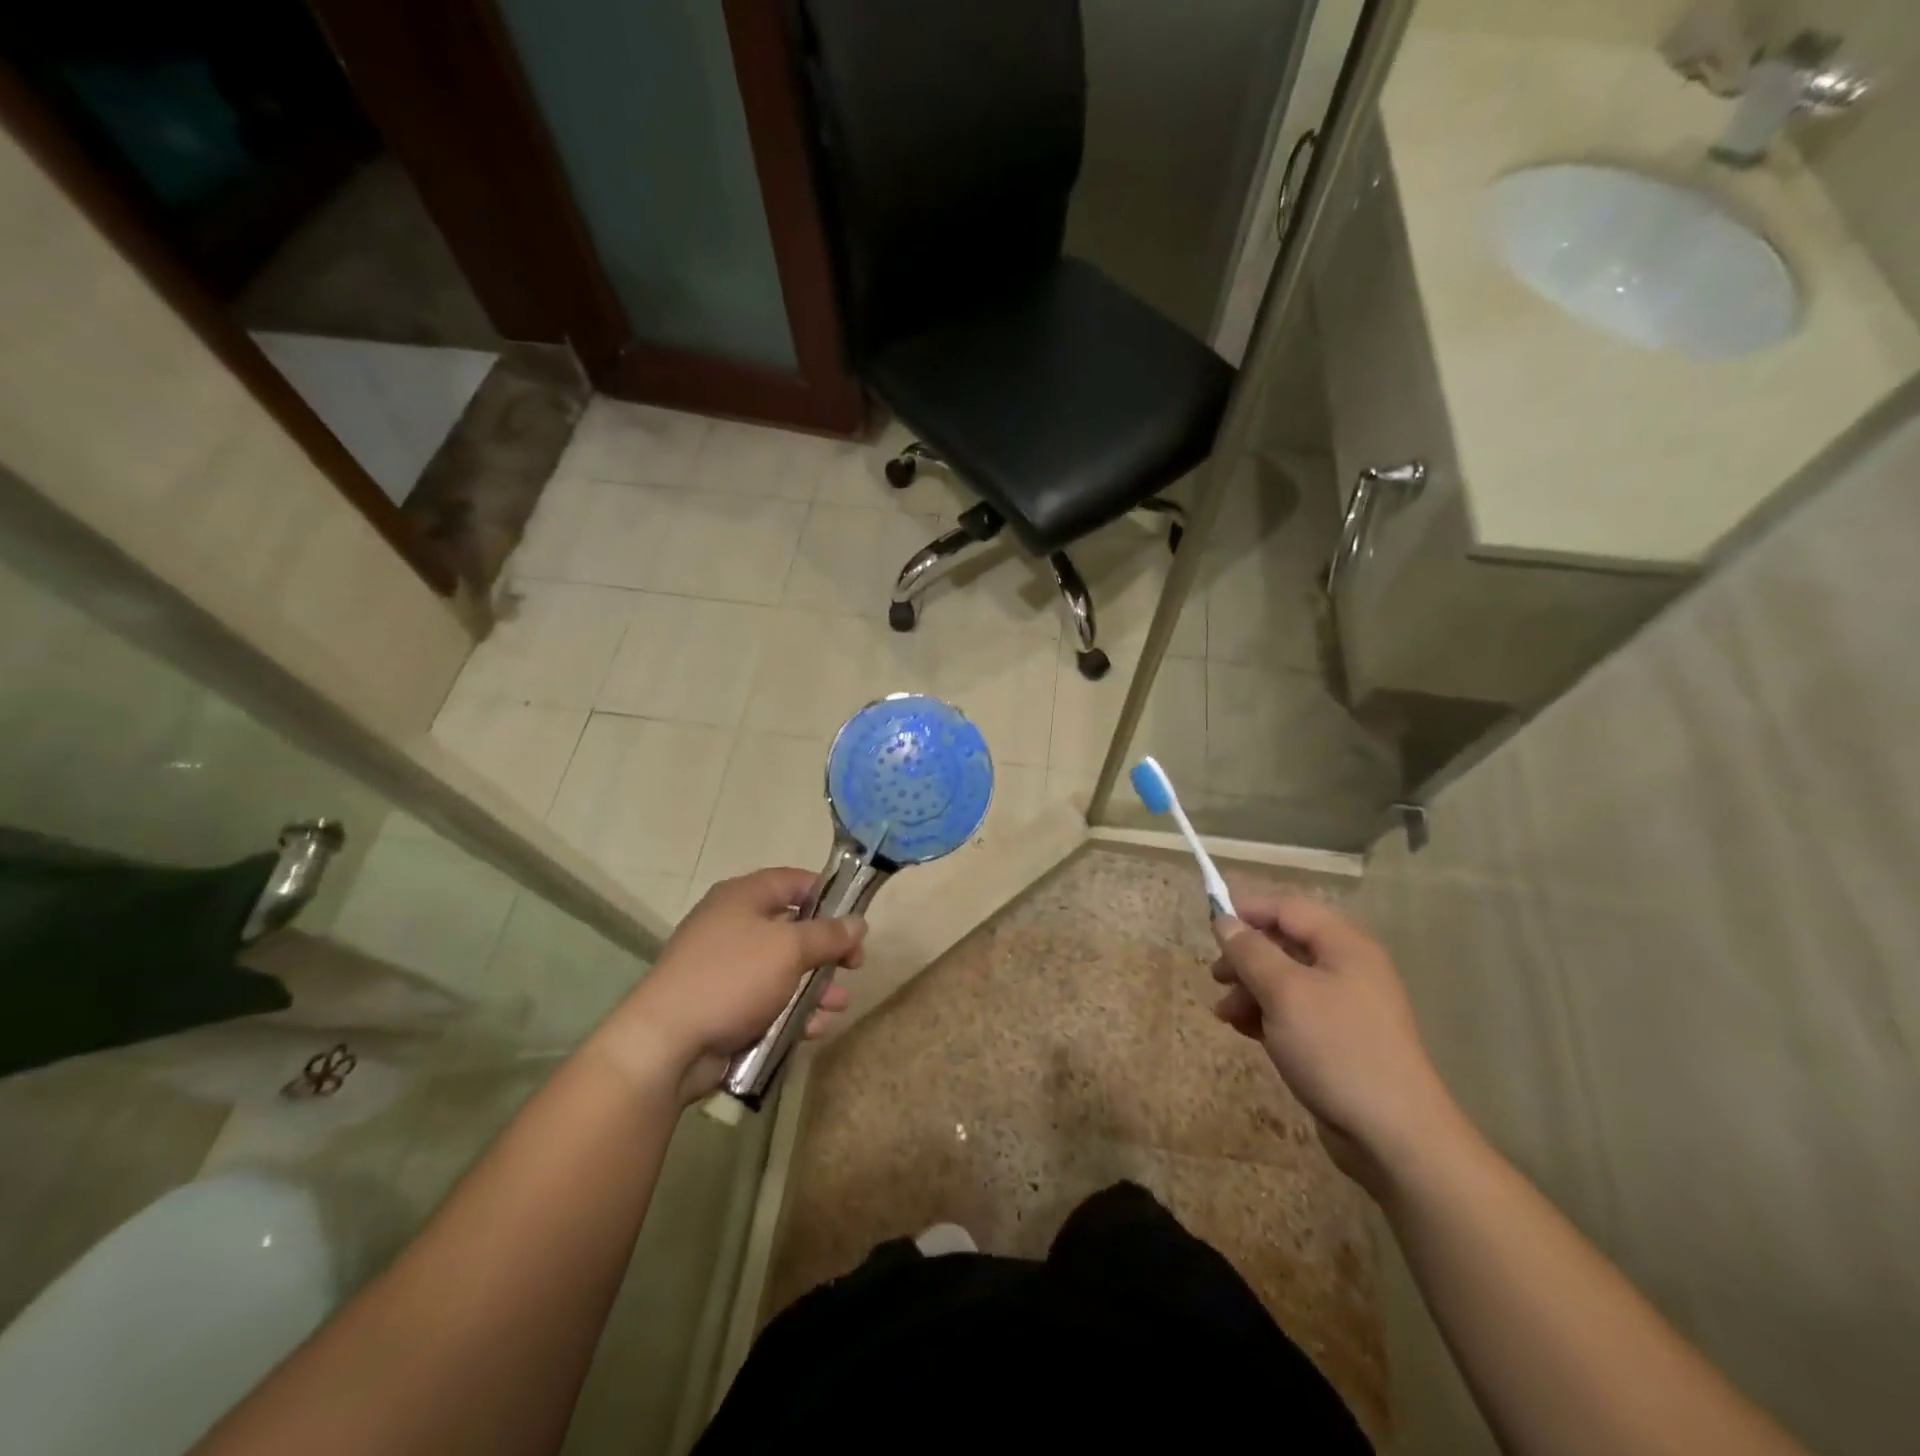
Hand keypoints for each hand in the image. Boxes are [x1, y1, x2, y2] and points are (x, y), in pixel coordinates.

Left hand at [595, 868, 865, 1104]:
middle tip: (853, 967)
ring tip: (836, 1006)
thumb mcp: (789, 949)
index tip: (855, 920)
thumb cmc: (732, 978)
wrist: (667, 1044)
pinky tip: (813, 1029)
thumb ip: (829, 934)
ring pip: (786, 969)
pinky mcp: (726, 1005)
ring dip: (816, 987)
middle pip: (794, 928)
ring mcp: (728, 968)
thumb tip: (858, 923)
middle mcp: (734, 925)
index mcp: (743, 897)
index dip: (828, 896)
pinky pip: (770, 1000)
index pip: (794, 881)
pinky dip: (793, 1012)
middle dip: (828, 951)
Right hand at [1210, 894, 1461, 1192]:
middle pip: (1285, 943)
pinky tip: (1245, 1031)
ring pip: (1286, 980)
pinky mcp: (1340, 1039)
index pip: (1288, 908)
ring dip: (1250, 989)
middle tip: (1216, 976)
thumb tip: (1225, 920)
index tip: (1209, 924)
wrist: (1394, 1137)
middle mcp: (1348, 968)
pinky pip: (1295, 1011)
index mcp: (1344, 946)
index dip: (1247, 909)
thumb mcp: (1284, 993)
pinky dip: (1267, 1015)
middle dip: (1246, 956)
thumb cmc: (1337, 1050)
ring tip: (1224, 1015)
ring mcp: (1347, 1006)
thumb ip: (1251, 952)